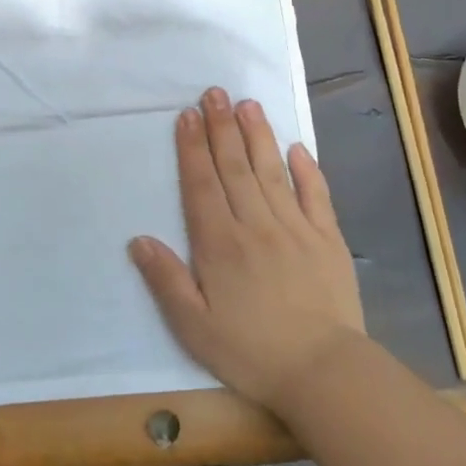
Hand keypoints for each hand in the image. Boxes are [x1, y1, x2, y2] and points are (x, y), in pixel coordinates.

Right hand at [129, 88, 366, 417]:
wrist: (325, 373)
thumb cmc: (252, 352)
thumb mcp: (195, 328)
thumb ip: (166, 281)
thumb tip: (138, 240)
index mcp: (221, 244)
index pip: (202, 185)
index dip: (193, 148)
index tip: (187, 115)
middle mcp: (256, 225)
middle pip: (235, 167)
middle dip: (222, 128)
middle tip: (214, 92)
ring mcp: (296, 228)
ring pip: (272, 171)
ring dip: (257, 135)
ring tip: (247, 104)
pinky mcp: (328, 239)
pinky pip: (315, 195)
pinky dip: (306, 169)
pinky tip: (296, 147)